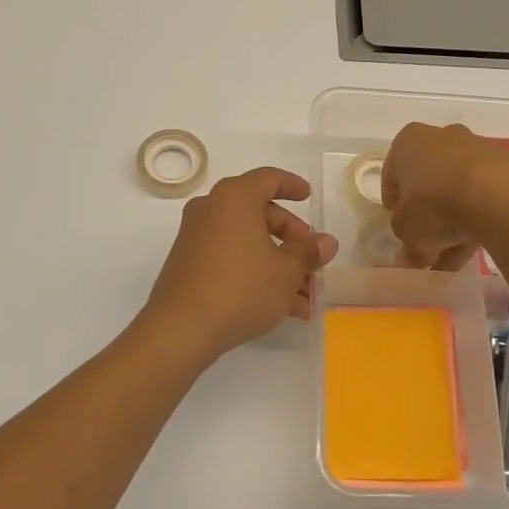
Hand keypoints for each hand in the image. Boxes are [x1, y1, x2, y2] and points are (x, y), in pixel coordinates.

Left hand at [142, 167, 338, 364]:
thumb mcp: (286, 271)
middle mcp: (211, 209)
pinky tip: (282, 307)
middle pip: (260, 213)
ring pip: (247, 242)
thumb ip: (308, 253)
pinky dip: (256, 273)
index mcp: (235, 197)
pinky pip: (231, 259)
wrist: (181, 329)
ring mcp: (196, 237)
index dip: (292, 186)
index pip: (268, 178)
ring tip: (306, 298)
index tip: (309, 197)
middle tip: (312, 260)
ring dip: (279, 265)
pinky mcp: (189, 264)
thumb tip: (326, 242)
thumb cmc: (241, 288)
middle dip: (291, 238)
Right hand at [382, 122, 508, 270]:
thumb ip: (406, 245)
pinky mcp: (505, 165)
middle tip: (429, 246)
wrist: (498, 196)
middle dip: (428, 216)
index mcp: (408, 141)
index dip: (395, 207)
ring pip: (457, 190)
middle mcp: (441, 136)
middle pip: (428, 182)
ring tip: (455, 257)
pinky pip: (483, 194)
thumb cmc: (435, 204)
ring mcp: (476, 148)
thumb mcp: (408, 232)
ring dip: (454, 222)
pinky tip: (477, 244)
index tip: (402, 229)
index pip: (392, 176)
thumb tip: (410, 258)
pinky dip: (478, 217)